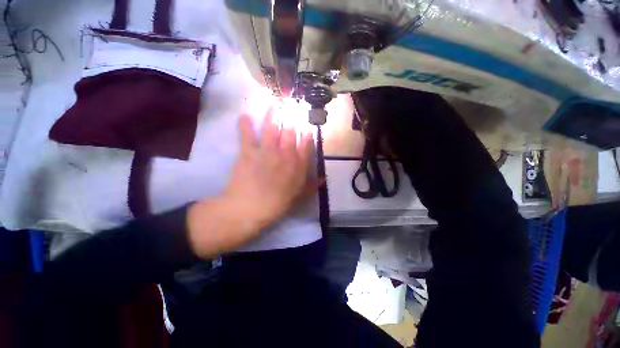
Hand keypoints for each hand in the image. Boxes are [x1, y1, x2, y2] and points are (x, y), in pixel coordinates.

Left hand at [187, 109, 317, 258]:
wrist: (251, 209)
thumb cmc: (277, 204)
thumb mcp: (299, 197)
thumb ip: (312, 186)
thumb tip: (324, 179)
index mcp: (298, 165)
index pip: (306, 145)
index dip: (306, 134)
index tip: (306, 126)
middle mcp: (285, 154)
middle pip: (290, 132)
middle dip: (292, 118)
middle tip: (292, 107)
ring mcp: (267, 151)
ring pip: (272, 128)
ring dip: (273, 115)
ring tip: (274, 104)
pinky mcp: (249, 152)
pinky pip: (247, 135)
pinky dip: (244, 125)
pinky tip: (243, 116)